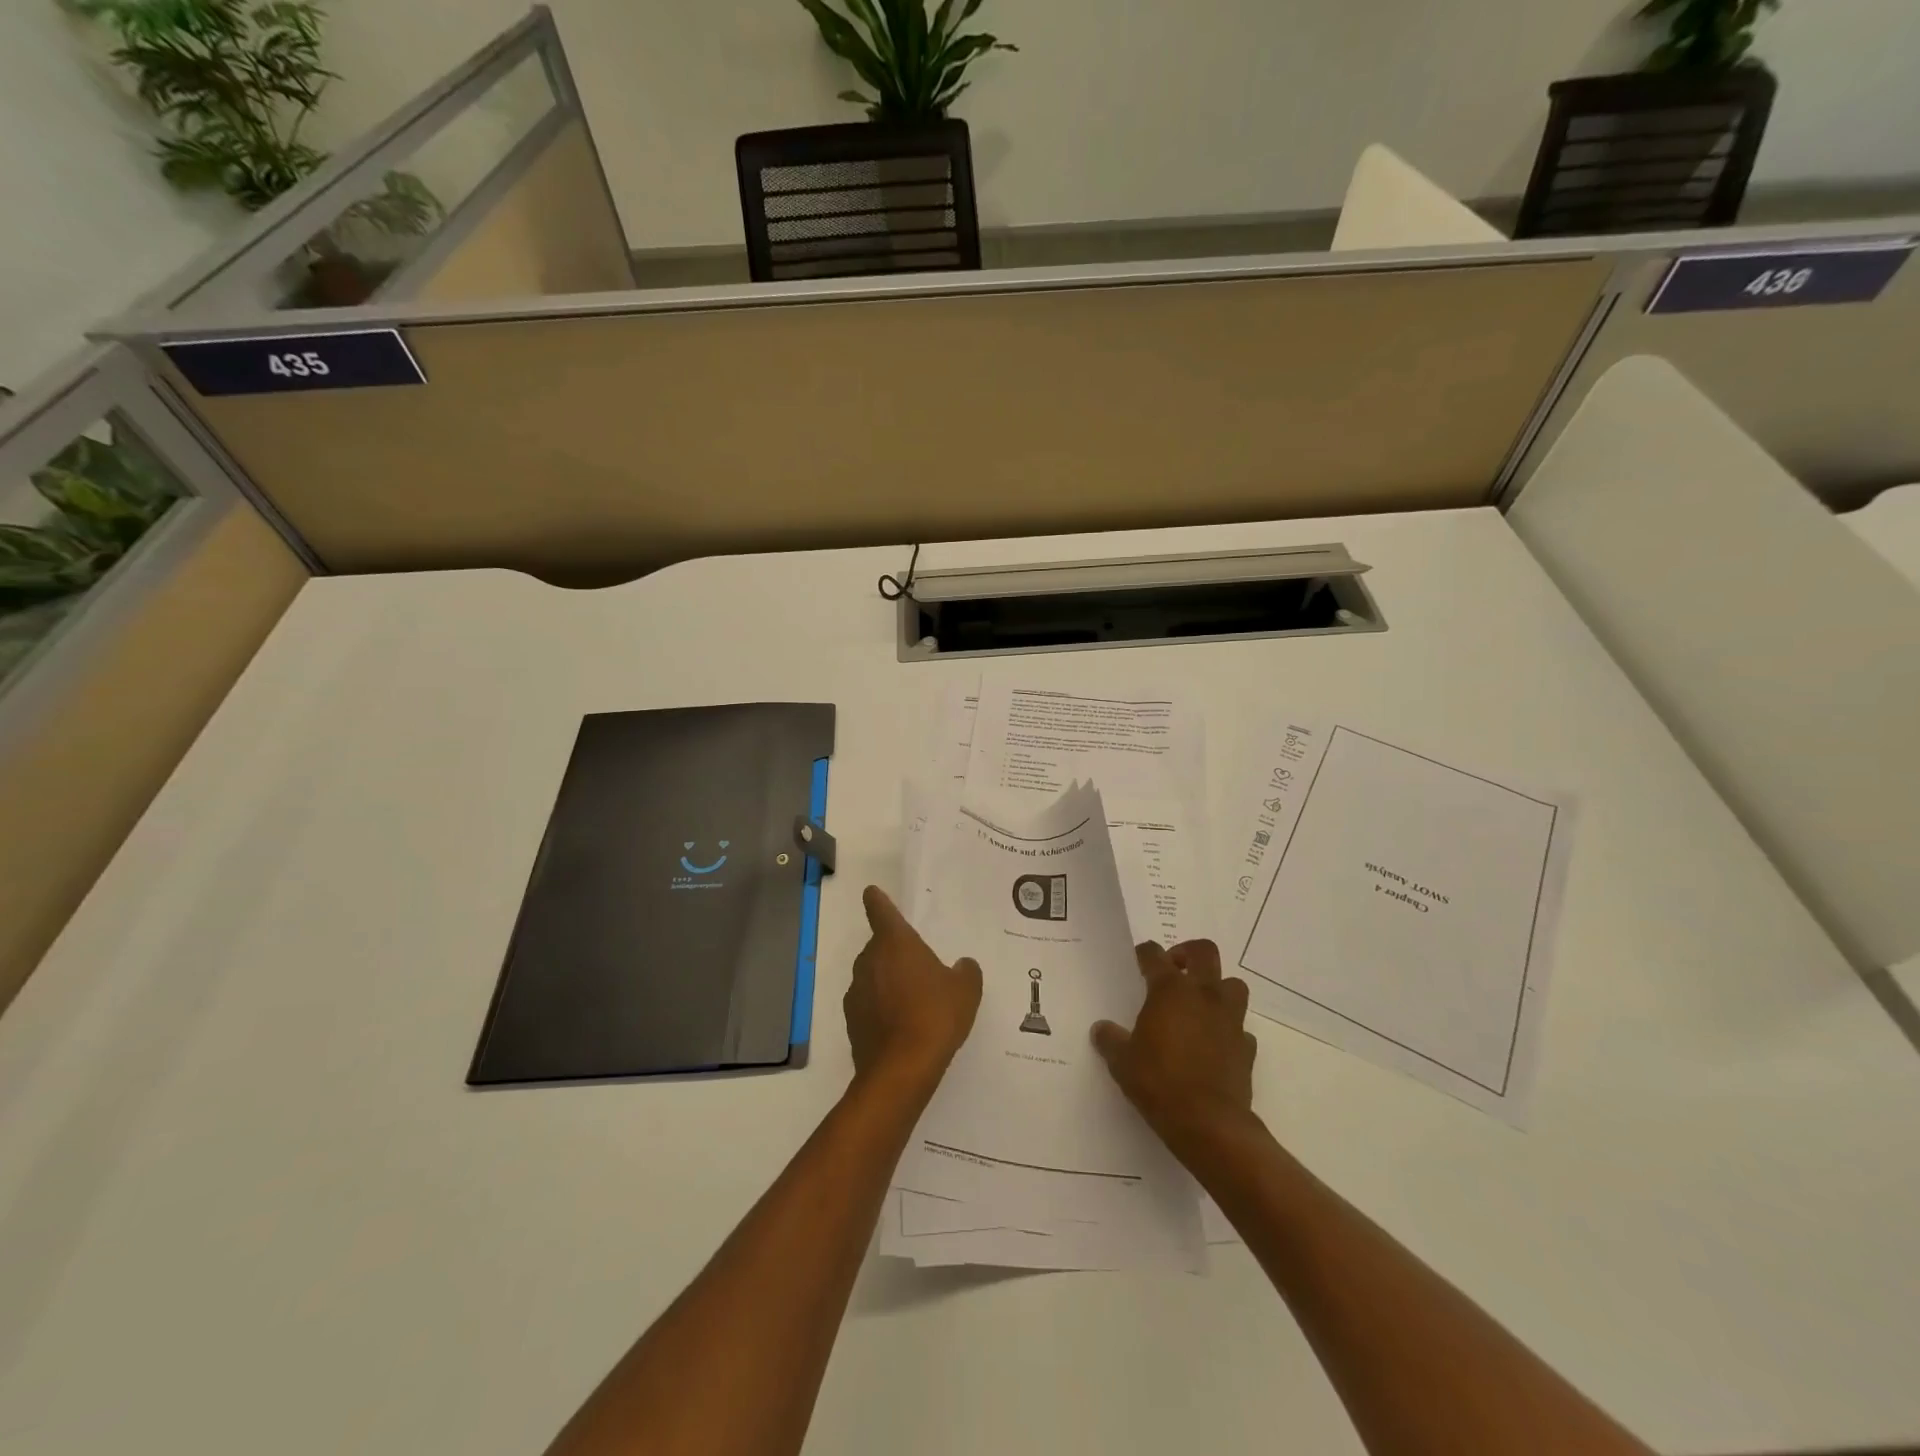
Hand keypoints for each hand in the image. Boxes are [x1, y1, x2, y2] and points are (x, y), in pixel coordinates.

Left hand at [844, 886, 982, 1091]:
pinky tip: (901, 1027)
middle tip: (919, 968)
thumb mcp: (966, 991)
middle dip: (895, 953)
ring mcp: (856, 992)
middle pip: (879, 947)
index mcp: (895, 942)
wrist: (901, 1070)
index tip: (873, 893)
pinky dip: (881, 1009)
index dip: (877, 900)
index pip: (880, 910)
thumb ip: (966, 971)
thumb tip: (962, 966)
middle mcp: (869, 960)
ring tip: (913, 1003)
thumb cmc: (935, 1016)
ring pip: (873, 976)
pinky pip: (869, 1005)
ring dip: (887, 982)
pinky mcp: (852, 1022)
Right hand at [1092, 940, 1257, 1156]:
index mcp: (1170, 990)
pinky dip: (1228, 1028)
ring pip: (1233, 984)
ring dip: (1218, 986)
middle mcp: (1203, 995)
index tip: (1139, 959)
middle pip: (1204, 952)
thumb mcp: (1122, 1061)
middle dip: (1188, 952)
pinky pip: (1240, 1026)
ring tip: (1199, 1003)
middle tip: (1174, 968)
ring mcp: (1229, 1019)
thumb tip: (1101, 1029)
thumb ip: (1111, 1040)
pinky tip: (1214, 1042)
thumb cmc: (1159, 1082)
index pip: (1154, 955)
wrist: (1208, 1123)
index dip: (1145, 953)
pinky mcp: (1246, 1047)